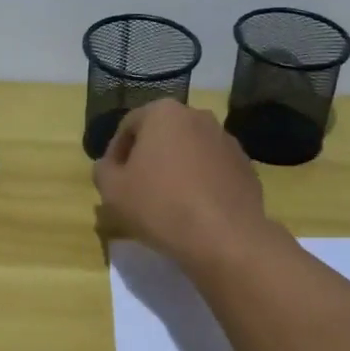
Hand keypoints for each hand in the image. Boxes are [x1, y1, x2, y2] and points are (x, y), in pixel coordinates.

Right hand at [93, 100, 272, 268]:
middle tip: (137, 189)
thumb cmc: (160, 206)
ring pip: (190, 151)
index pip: (129, 126)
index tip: (112, 179)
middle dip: (148, 157)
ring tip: (167, 202)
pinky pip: (213, 170)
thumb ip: (103, 171)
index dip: (115, 153)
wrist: (225, 238)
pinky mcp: (246, 166)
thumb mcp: (113, 191)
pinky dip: (201, 183)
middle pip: (162, 134)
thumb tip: (108, 166)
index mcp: (163, 113)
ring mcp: (227, 140)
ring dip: (176, 169)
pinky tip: (194, 210)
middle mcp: (198, 116)